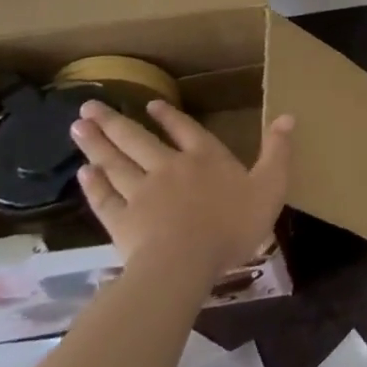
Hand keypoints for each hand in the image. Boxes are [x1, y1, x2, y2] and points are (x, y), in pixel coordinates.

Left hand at [70, 97, 294, 278]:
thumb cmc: (231, 225)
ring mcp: (141, 193)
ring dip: (97, 144)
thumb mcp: (269, 186)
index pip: (185, 129)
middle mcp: (170, 167)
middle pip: (138, 139)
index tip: (149, 103)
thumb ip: (277, 151)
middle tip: (89, 105)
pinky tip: (83, 173)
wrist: (185, 263)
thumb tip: (288, 115)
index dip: (168, 116)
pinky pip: (105, 198)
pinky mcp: (122, 221)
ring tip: (78, 127)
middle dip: (115, 121)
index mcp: (205, 158)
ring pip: (116, 162)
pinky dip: (93, 185)